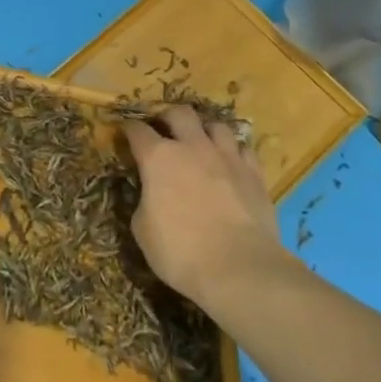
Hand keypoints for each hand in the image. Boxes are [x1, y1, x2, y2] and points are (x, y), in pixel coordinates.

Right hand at [121, 104, 281, 307]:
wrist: (239, 268)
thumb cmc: (181, 252)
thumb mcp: (143, 231)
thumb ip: (143, 202)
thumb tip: (149, 195)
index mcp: (158, 158)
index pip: (138, 130)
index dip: (129, 129)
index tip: (126, 132)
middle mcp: (192, 146)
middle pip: (179, 113)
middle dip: (168, 116)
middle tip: (164, 129)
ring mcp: (226, 156)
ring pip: (216, 125)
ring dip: (205, 131)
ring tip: (202, 143)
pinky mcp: (254, 173)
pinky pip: (244, 149)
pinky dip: (234, 152)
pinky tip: (232, 163)